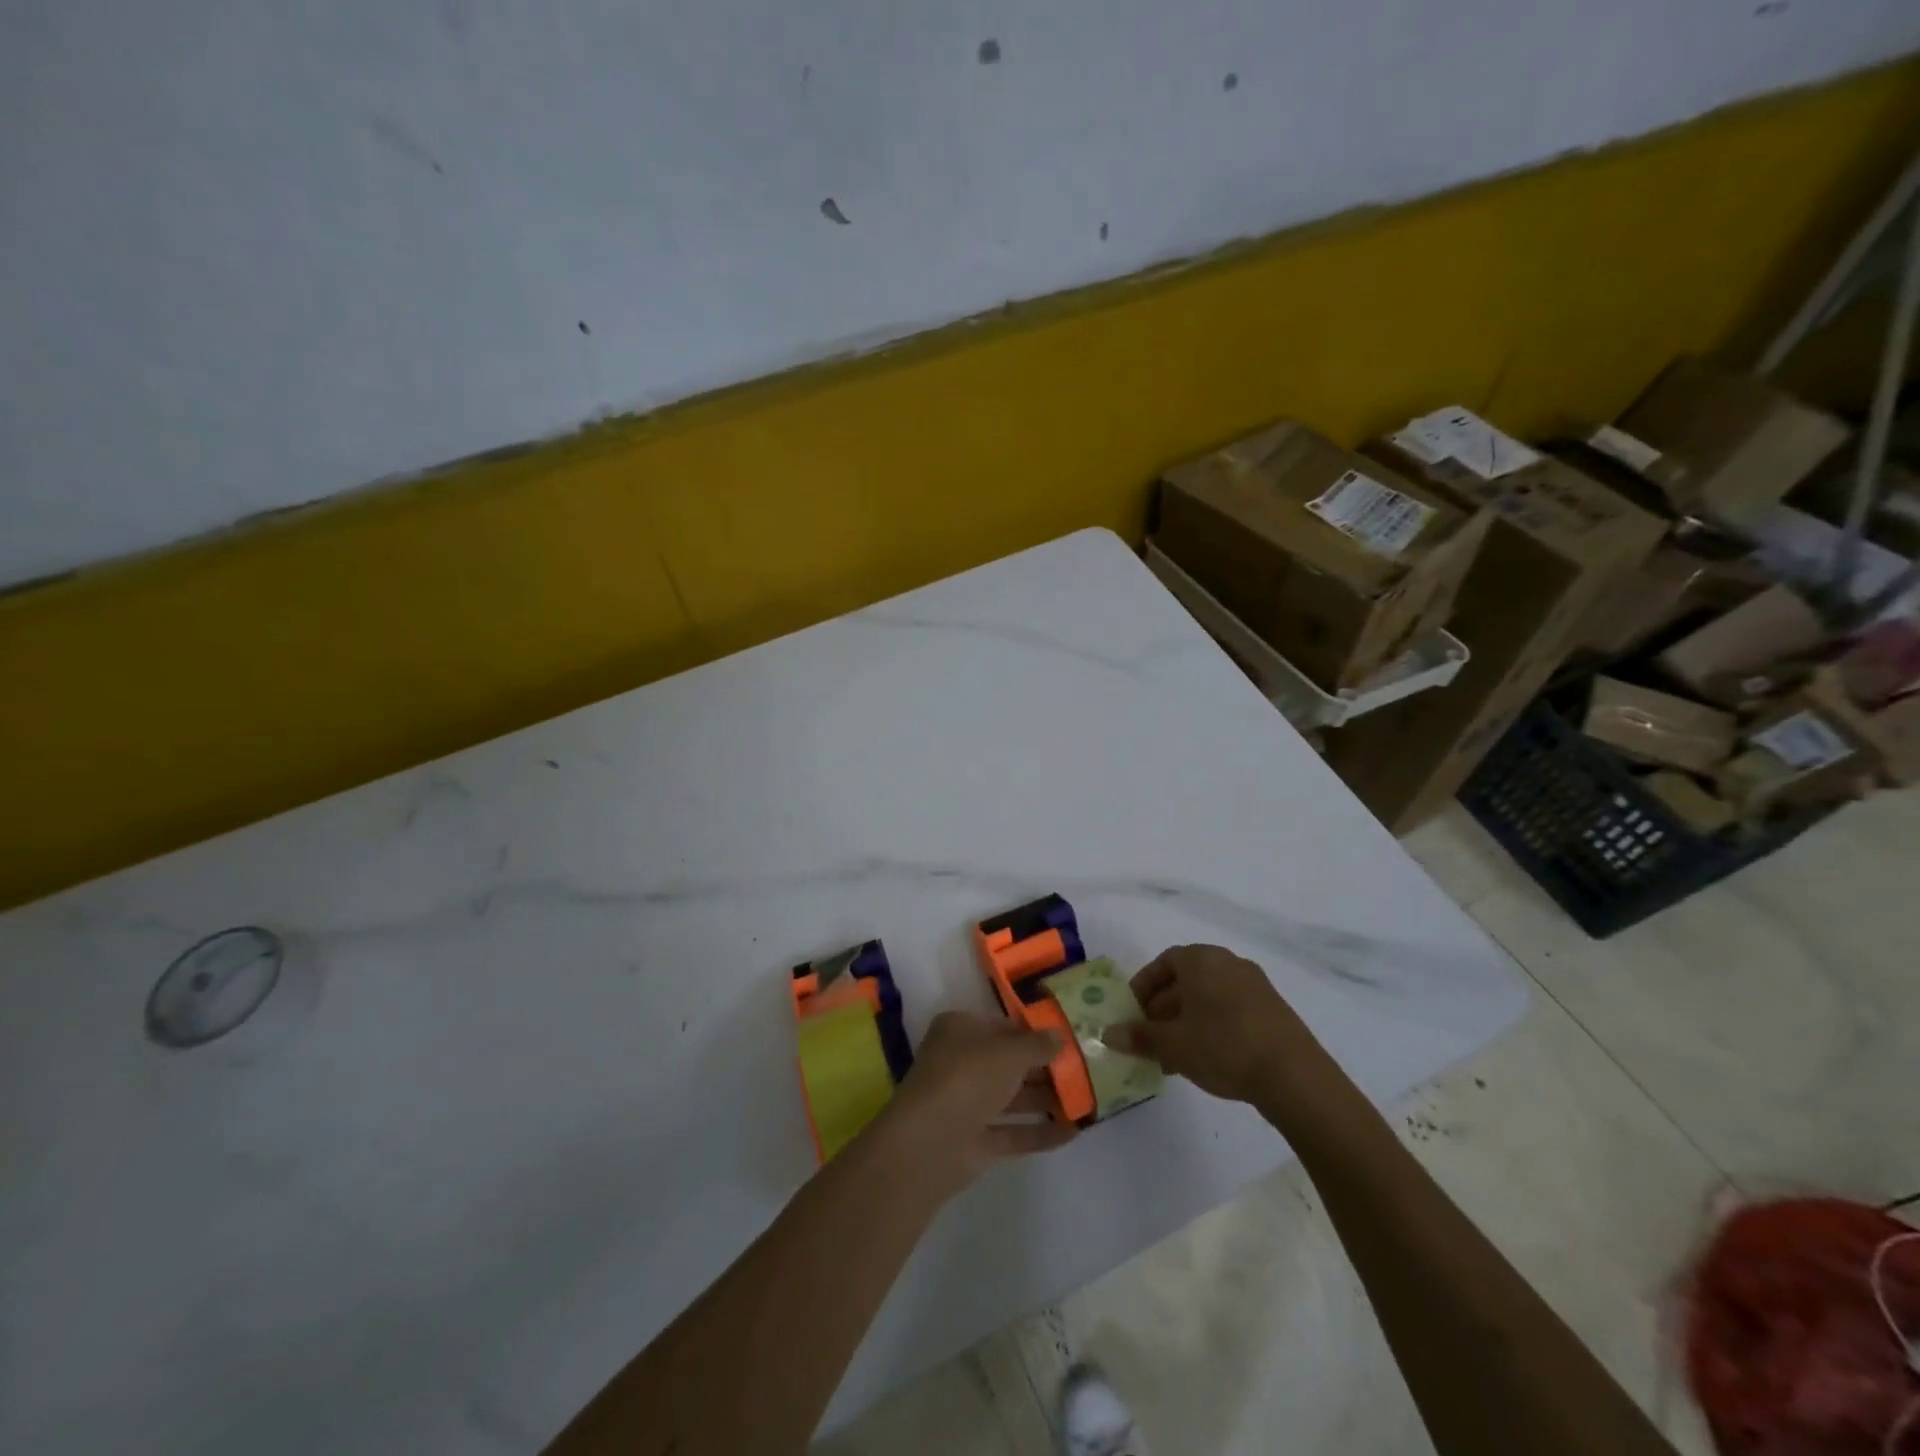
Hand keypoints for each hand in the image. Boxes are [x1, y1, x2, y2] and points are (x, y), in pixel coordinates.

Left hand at [879, 1011, 1076, 1197]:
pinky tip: (1074, 1132)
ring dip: (1046, 1099)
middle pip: (1008, 1063)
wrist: (930, 1142)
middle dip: (1044, 1067)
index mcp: (959, 1030)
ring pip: (1012, 1098)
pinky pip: (1014, 1132)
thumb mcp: (1008, 1051)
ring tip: (1088, 1099)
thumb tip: (1060, 1036)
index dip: (1032, 1031)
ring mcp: (967, 1104)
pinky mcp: (976, 1142)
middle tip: (1085, 1069)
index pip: (1001, 1026)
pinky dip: (1040, 1132)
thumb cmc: (967, 1076)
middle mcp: (961, 1063)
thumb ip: (1037, 1044)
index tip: (1066, 1036)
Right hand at [1105, 944, 1328, 1106]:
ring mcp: (1255, 986)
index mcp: (1202, 959)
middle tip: (1149, 1038)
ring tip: (1173, 1057)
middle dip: (1163, 1009)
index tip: (1133, 1012)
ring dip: (1186, 1022)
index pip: (1164, 962)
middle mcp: (1229, 963)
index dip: (1144, 986)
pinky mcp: (1273, 1011)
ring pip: (1208, 998)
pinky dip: (1212, 1027)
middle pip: (1186, 980)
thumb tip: (1107, 1033)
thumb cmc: (1223, 1046)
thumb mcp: (1173, 1045)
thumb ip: (1139, 1036)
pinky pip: (1230, 1010)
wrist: (1294, 1076)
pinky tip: (1205, 1060)